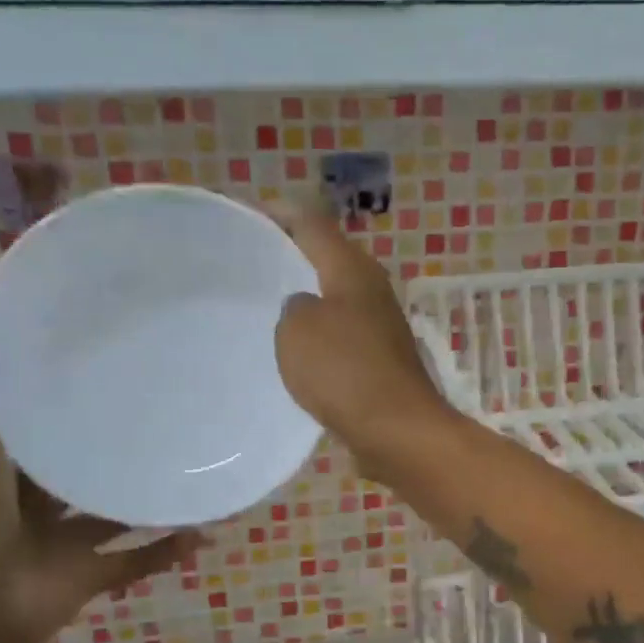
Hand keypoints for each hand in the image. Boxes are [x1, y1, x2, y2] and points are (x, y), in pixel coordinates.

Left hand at [0, 352, 201, 642]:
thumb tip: (2, 320)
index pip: (35, 421)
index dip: (65, 396)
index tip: (111, 364)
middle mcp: (26, 500)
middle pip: (77, 466)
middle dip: (113, 445)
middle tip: (167, 412)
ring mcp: (56, 541)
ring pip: (112, 513)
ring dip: (148, 497)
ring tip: (195, 466)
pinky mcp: (85, 576)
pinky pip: (135, 561)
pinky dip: (167, 549)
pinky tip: (205, 528)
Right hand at [274, 210, 450, 474]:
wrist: (396, 429)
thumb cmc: (344, 371)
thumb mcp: (298, 330)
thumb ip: (293, 307)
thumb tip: (306, 309)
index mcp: (353, 269)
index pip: (312, 223)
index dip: (279, 214)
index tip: (247, 214)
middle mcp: (371, 289)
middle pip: (328, 257)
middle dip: (292, 254)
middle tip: (251, 260)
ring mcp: (380, 325)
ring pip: (336, 297)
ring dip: (306, 296)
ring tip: (265, 302)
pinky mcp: (381, 359)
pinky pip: (341, 333)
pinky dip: (319, 333)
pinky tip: (295, 349)